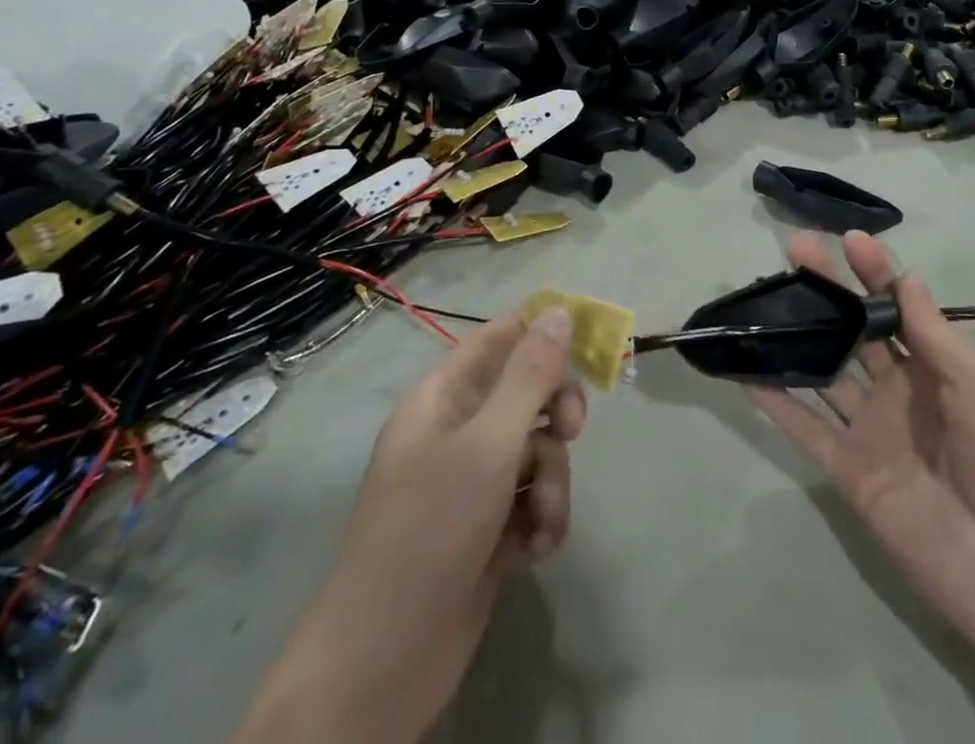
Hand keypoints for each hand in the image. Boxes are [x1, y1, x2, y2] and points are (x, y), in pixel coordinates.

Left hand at [235, 307, 584, 743]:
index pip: (503, 336)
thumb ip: (529, 375)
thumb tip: (560, 310)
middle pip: (529, 390)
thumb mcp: (488, 444)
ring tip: (542, 520)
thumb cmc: (430, 530)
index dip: (546, 332)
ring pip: (538, 447)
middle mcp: (459, 427)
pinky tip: (537, 547)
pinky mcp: (489, 524)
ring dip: (552, 479)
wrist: (382, 663)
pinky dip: (542, 515)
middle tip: (572, 432)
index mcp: (445, 394)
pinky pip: (533, 494)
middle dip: (557, 411)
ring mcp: (474, 479)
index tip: (591, 346)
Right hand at [750, 232, 974, 743]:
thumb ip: (933, 333)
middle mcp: (899, 391)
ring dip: (797, 335)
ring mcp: (872, 430)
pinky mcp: (850, 471)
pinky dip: (777, 402)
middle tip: (797, 248)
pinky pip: (807, 429)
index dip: (875, 273)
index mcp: (937, 367)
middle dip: (829, 288)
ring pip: (825, 371)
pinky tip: (747, 371)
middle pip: (855, 330)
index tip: (850, 240)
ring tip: (764, 297)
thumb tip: (907, 275)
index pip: (898, 307)